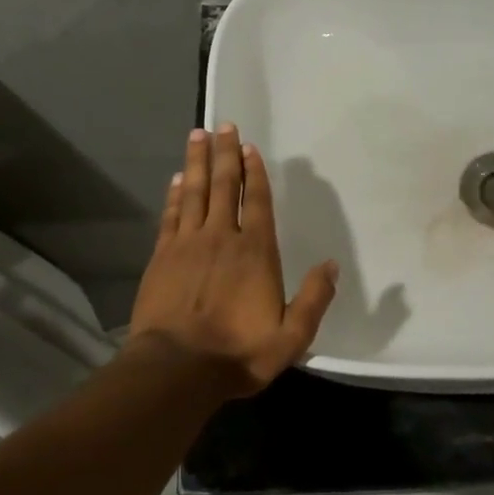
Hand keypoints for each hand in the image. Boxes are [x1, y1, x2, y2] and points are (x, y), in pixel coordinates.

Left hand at [126, 124, 337, 395]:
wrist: (177, 368)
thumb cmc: (238, 353)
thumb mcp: (292, 337)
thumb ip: (314, 299)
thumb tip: (331, 264)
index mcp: (255, 252)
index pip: (256, 201)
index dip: (253, 172)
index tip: (248, 147)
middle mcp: (221, 237)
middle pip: (223, 185)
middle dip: (224, 154)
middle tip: (222, 125)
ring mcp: (187, 244)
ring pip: (194, 192)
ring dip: (196, 162)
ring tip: (198, 135)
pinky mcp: (162, 256)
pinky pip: (171, 215)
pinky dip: (174, 194)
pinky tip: (176, 179)